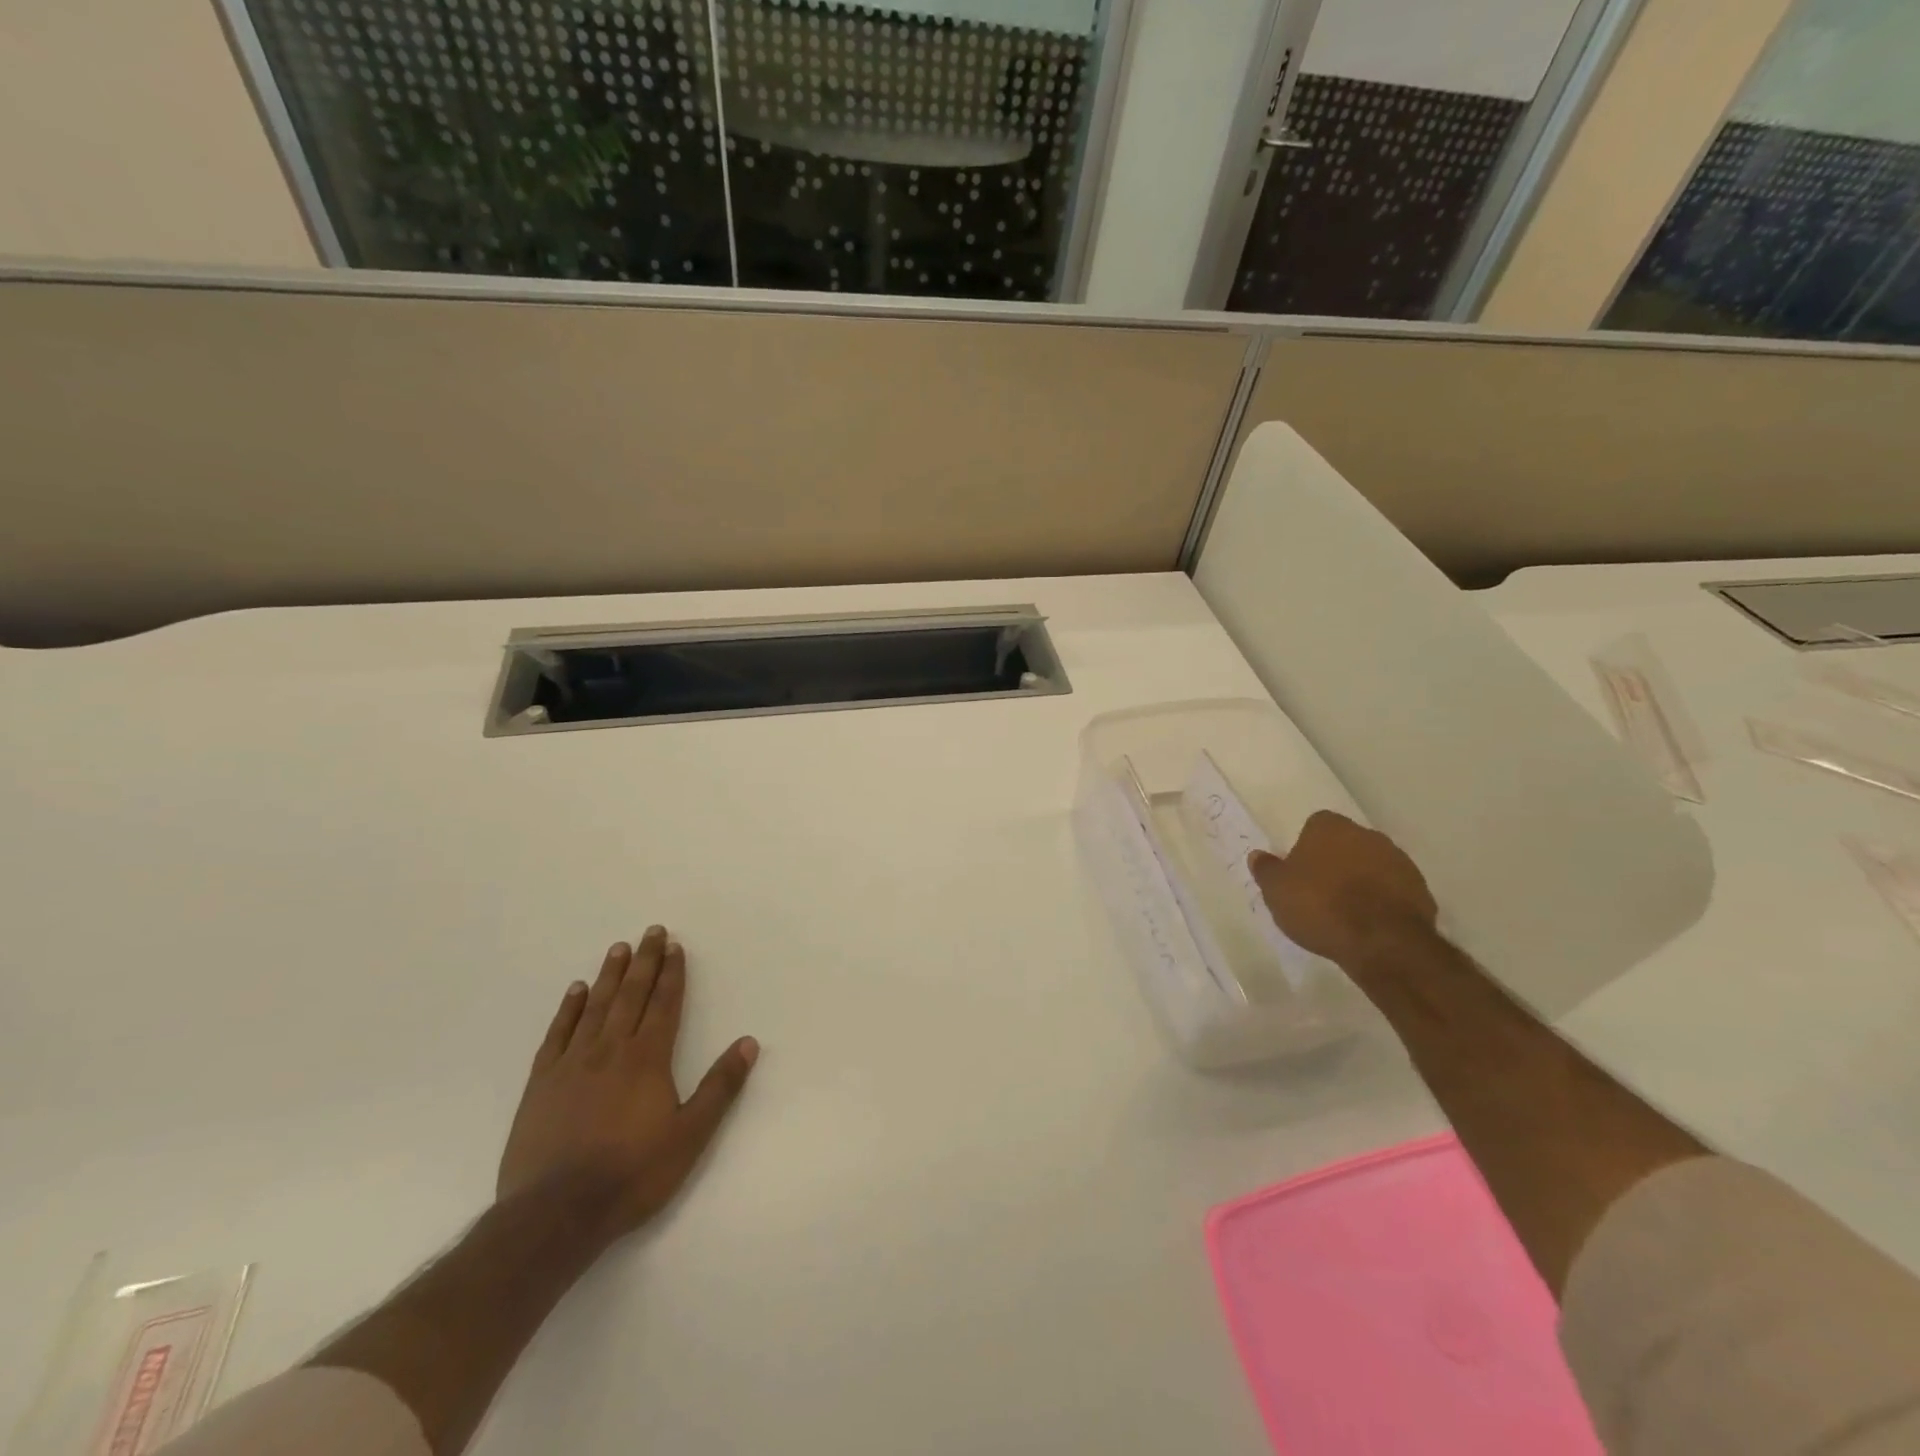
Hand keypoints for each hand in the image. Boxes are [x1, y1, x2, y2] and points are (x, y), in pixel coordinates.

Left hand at [498, 927, 757, 1249]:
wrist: (555, 1214)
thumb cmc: (632, 1175)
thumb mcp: (690, 1136)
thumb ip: (720, 1087)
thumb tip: (748, 1043)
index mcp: (648, 1059)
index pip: (664, 1004)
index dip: (672, 974)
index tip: (675, 947)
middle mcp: (610, 1050)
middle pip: (631, 995)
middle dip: (645, 962)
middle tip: (651, 931)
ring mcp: (572, 1064)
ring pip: (596, 1007)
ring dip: (610, 975)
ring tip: (619, 948)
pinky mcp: (541, 1084)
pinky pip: (558, 1034)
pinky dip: (569, 1009)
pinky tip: (576, 991)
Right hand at [1250, 810, 1437, 969]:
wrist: (1382, 941)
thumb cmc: (1320, 906)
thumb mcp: (1276, 891)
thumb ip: (1266, 870)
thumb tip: (1257, 855)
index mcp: (1330, 827)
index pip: (1315, 825)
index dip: (1306, 847)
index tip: (1300, 871)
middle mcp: (1367, 835)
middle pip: (1346, 843)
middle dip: (1336, 861)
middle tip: (1320, 891)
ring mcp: (1399, 861)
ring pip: (1372, 865)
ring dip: (1361, 880)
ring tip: (1346, 912)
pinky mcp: (1421, 889)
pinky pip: (1394, 889)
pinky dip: (1383, 900)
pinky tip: (1370, 923)